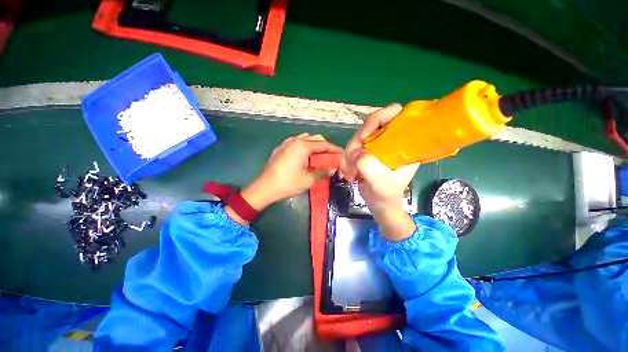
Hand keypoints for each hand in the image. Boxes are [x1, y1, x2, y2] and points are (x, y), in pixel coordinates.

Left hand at [227, 134, 341, 224]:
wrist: (265, 187)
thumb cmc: (288, 183)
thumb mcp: (309, 179)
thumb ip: (323, 172)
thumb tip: (332, 169)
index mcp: (303, 146)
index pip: (324, 145)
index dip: (334, 149)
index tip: (342, 154)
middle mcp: (295, 140)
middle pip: (315, 139)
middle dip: (325, 147)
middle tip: (331, 157)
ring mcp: (287, 143)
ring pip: (306, 139)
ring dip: (315, 146)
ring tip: (320, 156)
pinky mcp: (281, 148)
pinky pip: (297, 143)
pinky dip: (306, 147)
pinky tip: (306, 156)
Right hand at [340, 104, 419, 240]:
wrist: (380, 204)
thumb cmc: (386, 195)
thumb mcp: (379, 182)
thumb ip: (367, 164)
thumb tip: (355, 151)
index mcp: (404, 142)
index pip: (395, 113)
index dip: (377, 119)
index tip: (364, 136)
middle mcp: (391, 139)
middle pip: (369, 126)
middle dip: (356, 144)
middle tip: (352, 161)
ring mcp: (377, 145)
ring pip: (357, 138)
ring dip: (349, 155)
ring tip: (350, 172)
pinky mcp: (367, 152)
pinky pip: (351, 148)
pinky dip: (346, 160)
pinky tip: (348, 173)